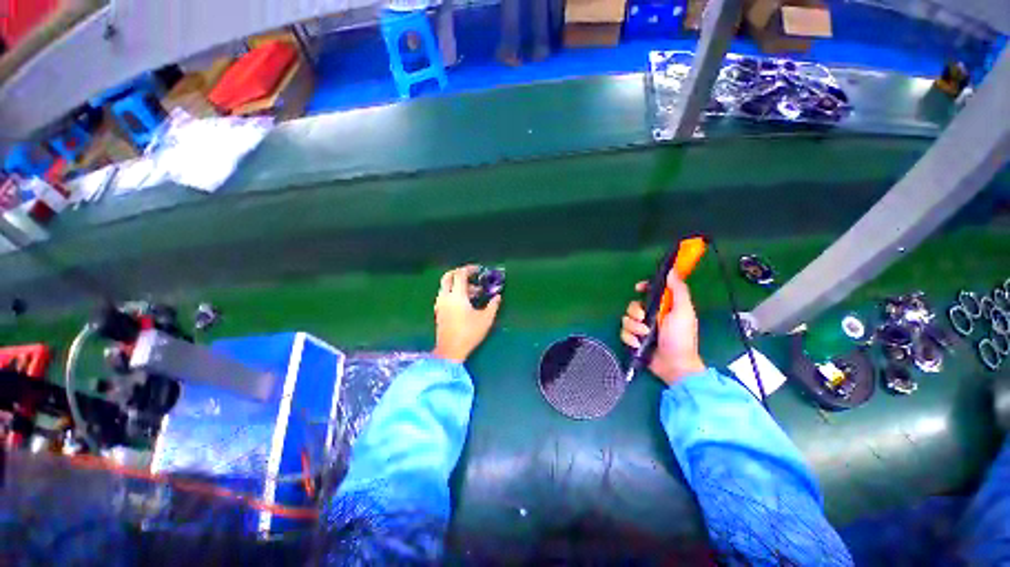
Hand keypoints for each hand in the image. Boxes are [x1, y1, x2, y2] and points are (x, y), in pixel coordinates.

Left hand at [432, 265, 501, 362]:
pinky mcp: (439, 311)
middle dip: (460, 273)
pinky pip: (445, 294)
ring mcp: (440, 304)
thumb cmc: (469, 333)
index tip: (479, 269)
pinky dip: (454, 291)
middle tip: (473, 276)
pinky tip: (465, 301)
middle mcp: (445, 297)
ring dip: (458, 284)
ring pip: (446, 286)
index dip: (470, 269)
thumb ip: (493, 305)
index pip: (460, 274)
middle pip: (448, 276)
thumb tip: (498, 296)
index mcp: (456, 296)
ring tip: (474, 292)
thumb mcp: (485, 319)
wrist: (450, 351)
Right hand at [620, 270, 705, 385]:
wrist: (674, 366)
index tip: (639, 288)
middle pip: (633, 305)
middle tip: (644, 319)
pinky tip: (638, 344)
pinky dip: (629, 338)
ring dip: (633, 327)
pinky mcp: (634, 340)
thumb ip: (678, 291)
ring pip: (626, 319)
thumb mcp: (683, 311)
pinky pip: (623, 333)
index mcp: (664, 307)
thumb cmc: (681, 338)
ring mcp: (642, 328)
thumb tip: (672, 271)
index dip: (644, 287)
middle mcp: (651, 315)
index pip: (650, 291)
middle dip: (635, 312)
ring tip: (644, 335)